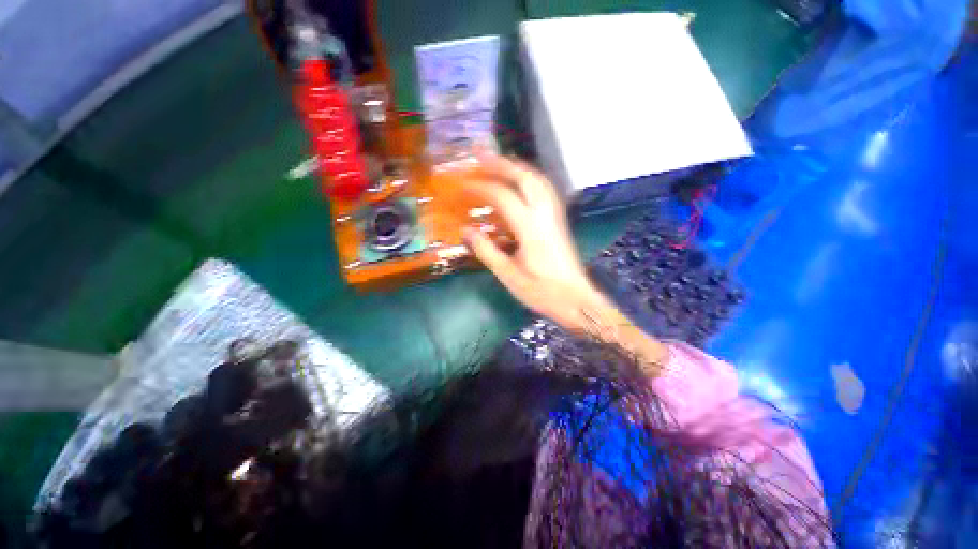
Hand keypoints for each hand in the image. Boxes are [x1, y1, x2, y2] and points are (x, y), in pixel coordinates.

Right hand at [462, 155, 668, 371]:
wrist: (576, 299)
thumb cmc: (542, 291)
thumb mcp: (508, 275)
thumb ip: (486, 250)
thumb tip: (465, 230)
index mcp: (530, 228)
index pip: (503, 196)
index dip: (481, 187)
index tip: (463, 184)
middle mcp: (545, 214)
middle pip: (525, 177)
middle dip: (501, 163)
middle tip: (480, 155)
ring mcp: (555, 215)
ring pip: (538, 180)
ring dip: (517, 167)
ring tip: (498, 163)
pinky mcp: (560, 220)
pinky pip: (545, 190)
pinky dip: (530, 179)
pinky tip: (521, 183)